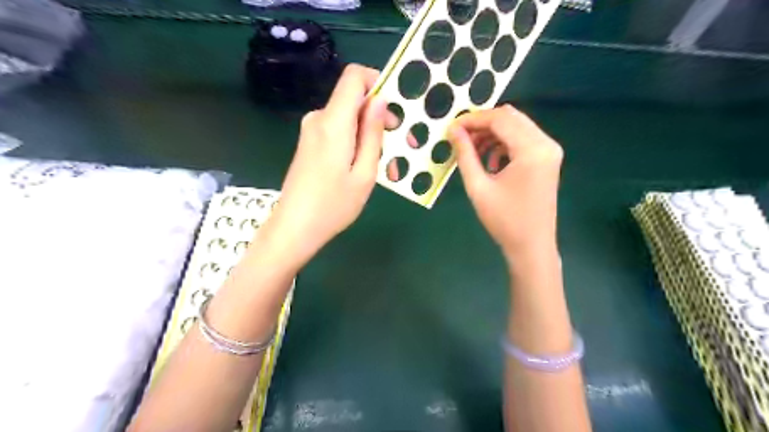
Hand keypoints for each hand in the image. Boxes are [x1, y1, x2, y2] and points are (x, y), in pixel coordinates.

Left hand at [261, 63, 388, 267]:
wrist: (294, 228)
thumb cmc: (333, 206)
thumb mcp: (364, 173)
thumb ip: (372, 133)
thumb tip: (379, 100)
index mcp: (333, 122)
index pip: (354, 76)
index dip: (378, 83)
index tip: (395, 110)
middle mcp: (319, 118)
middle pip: (354, 100)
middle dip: (381, 118)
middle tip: (402, 147)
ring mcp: (311, 131)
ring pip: (349, 119)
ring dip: (371, 136)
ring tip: (388, 167)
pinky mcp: (310, 143)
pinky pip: (339, 132)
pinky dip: (356, 143)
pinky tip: (367, 169)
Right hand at [449, 106, 562, 264]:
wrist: (531, 246)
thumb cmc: (504, 220)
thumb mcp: (478, 187)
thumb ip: (465, 154)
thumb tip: (454, 130)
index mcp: (532, 150)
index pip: (500, 119)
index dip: (473, 119)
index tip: (451, 127)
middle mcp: (546, 143)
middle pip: (511, 117)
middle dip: (482, 124)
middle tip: (460, 137)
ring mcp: (549, 151)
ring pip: (517, 127)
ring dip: (492, 134)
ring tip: (472, 151)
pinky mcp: (547, 159)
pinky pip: (523, 140)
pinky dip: (503, 144)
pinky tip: (490, 162)